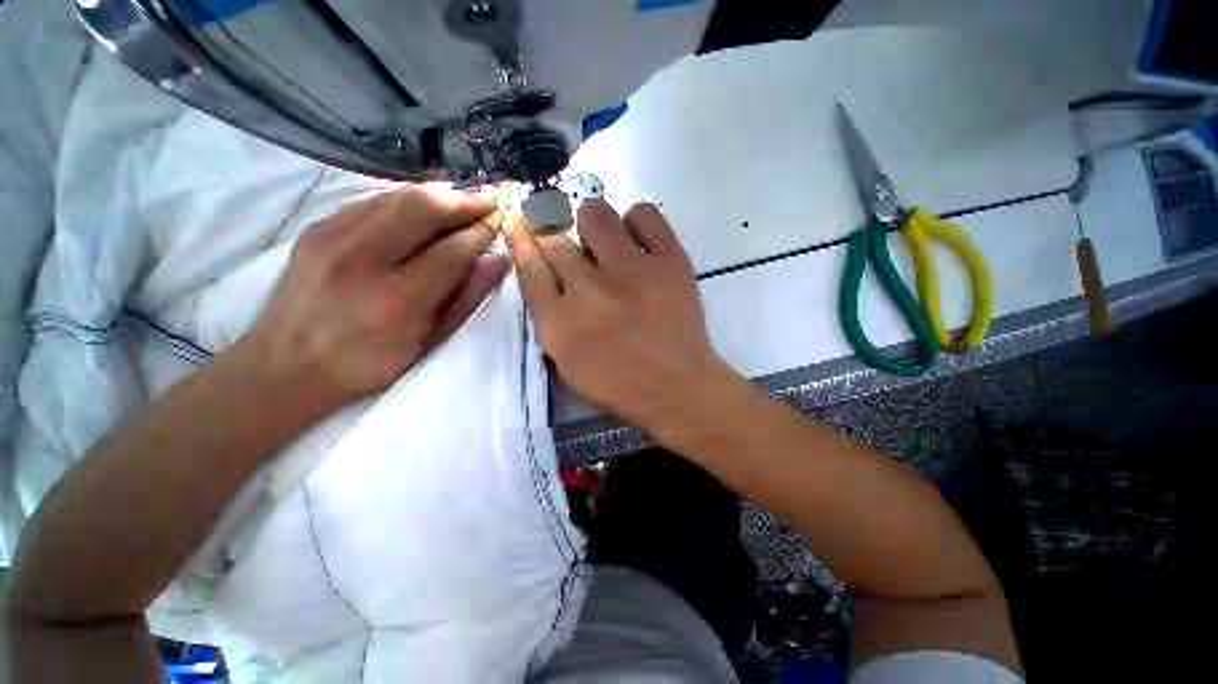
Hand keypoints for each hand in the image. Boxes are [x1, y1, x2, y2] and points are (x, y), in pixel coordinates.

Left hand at [243, 183, 507, 413]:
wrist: (288, 366)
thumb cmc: (370, 363)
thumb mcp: (429, 342)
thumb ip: (466, 299)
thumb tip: (497, 261)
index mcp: (398, 300)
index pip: (452, 251)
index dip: (481, 233)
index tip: (500, 224)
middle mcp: (363, 261)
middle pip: (422, 208)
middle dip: (463, 200)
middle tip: (489, 198)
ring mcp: (333, 238)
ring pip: (397, 197)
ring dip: (438, 194)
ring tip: (464, 198)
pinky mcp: (317, 228)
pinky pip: (373, 201)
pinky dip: (407, 199)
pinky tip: (425, 207)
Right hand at [505, 200, 733, 431]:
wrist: (678, 386)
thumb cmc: (620, 383)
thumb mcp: (567, 363)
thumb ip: (550, 318)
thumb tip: (546, 273)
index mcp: (560, 323)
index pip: (530, 267)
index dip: (522, 242)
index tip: (521, 226)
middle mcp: (589, 290)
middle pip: (557, 239)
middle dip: (557, 238)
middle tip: (578, 252)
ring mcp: (631, 271)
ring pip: (596, 215)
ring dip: (595, 226)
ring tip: (610, 246)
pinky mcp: (669, 261)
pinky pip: (644, 214)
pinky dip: (636, 223)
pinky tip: (639, 244)